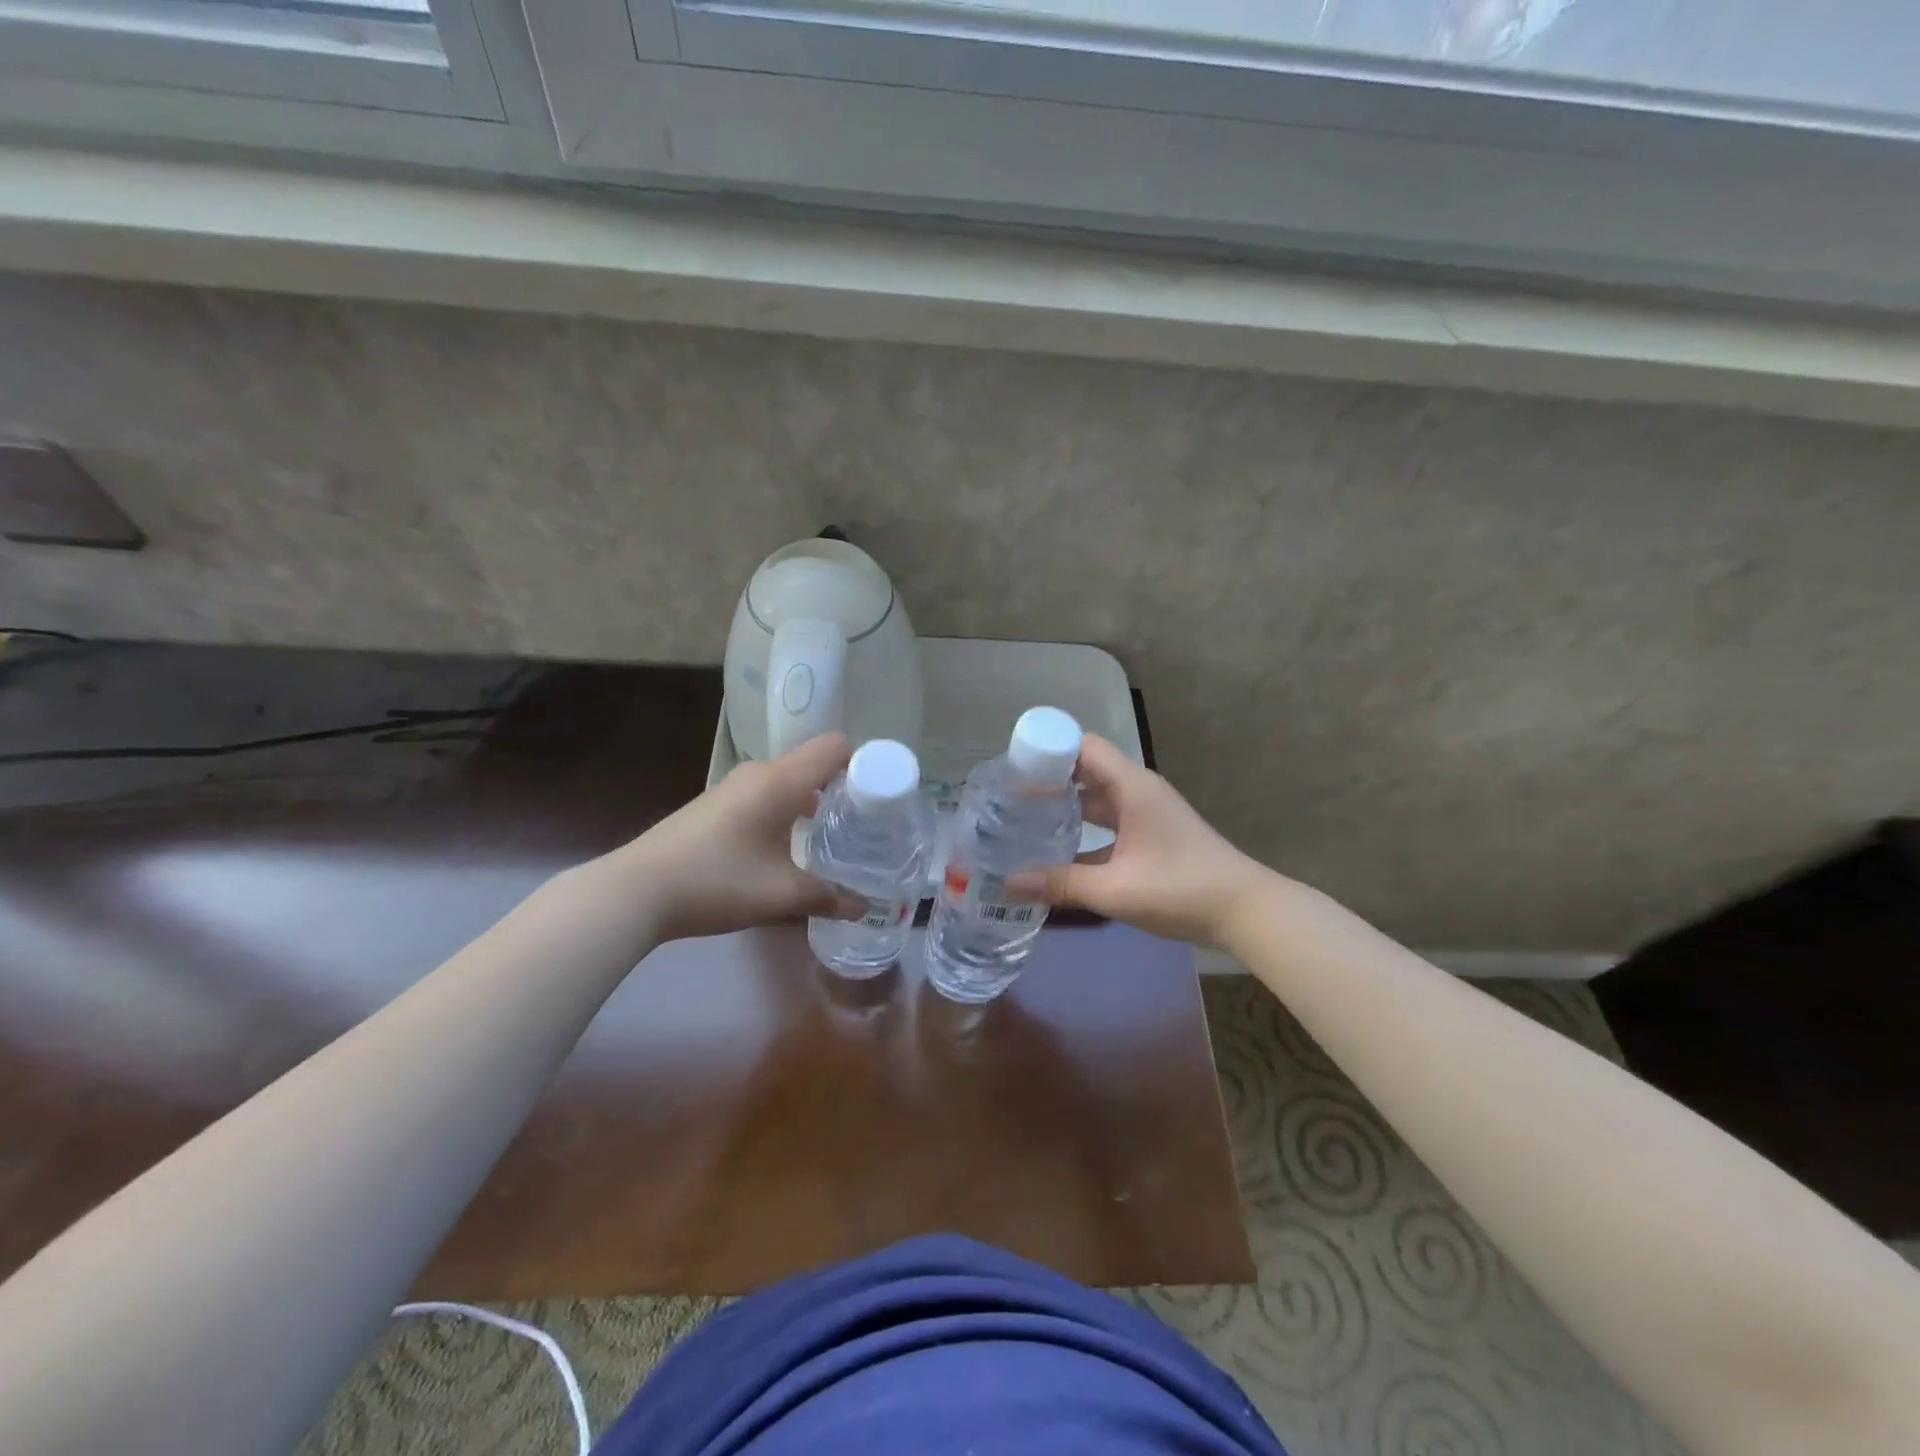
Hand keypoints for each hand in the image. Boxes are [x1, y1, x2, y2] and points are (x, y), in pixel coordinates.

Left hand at [622, 733, 864, 941]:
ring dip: (813, 799)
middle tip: (864, 821)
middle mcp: (759, 774)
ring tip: (832, 835)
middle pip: (814, 762)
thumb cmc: (717, 881)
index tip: (881, 794)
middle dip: (843, 786)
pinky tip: (787, 846)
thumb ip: (827, 897)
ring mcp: (732, 787)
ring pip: (788, 780)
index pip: (834, 746)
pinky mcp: (716, 805)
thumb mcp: (780, 894)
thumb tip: (863, 908)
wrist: (636, 890)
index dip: (863, 762)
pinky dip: (788, 809)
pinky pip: (766, 794)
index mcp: (781, 781)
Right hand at [1006, 734, 1271, 945]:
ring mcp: (1147, 812)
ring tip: (1025, 823)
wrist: (1246, 910)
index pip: (1082, 746)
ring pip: (1097, 798)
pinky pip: (1110, 821)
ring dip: (1066, 807)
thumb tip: (1009, 883)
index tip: (1012, 768)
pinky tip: (1061, 854)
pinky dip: (1085, 830)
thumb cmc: (1180, 889)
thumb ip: (1061, 884)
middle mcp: (1137, 790)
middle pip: (1086, 770)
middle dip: (1048, 781)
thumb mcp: (1115, 889)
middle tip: (1008, 800)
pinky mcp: (1153, 834)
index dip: (1047, 750)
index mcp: (1130, 786)